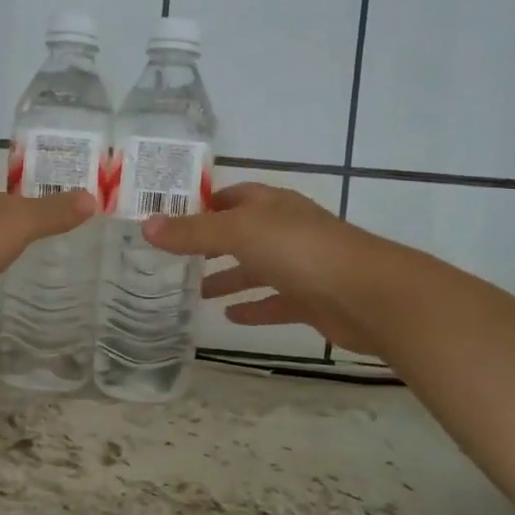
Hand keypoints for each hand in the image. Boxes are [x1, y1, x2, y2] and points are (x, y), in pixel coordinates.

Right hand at [141, 183, 383, 352]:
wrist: (368, 295)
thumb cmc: (301, 251)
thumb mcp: (239, 233)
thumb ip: (193, 232)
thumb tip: (146, 224)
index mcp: (271, 206)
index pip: (231, 197)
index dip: (202, 204)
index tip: (168, 218)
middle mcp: (285, 230)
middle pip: (241, 233)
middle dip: (210, 244)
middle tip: (173, 259)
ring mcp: (301, 266)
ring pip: (256, 269)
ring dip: (228, 278)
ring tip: (194, 293)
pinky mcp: (311, 300)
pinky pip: (274, 302)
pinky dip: (253, 308)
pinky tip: (229, 318)